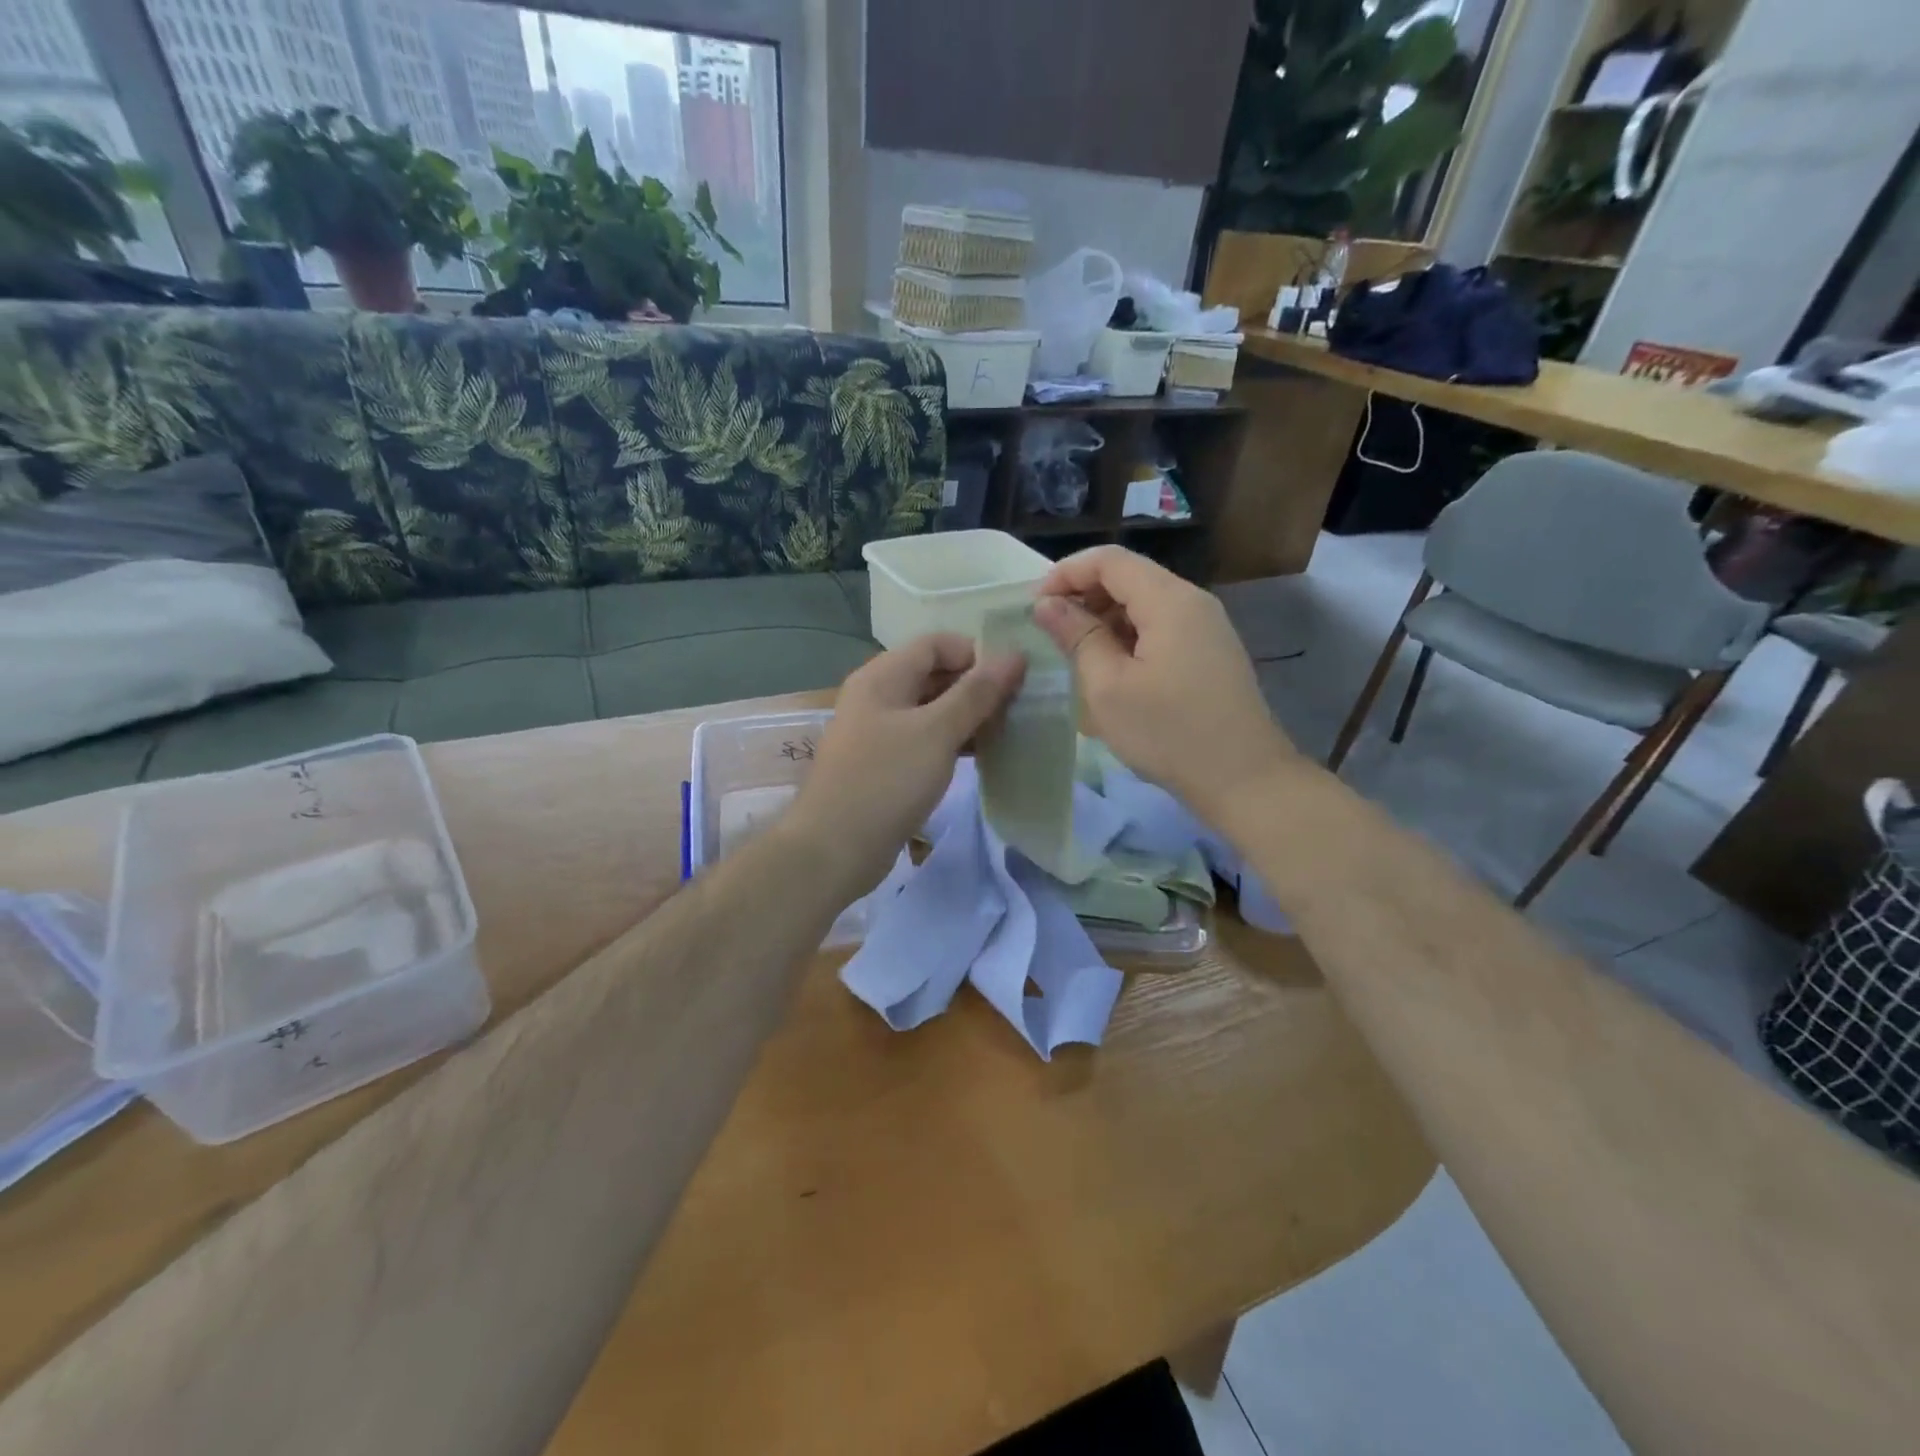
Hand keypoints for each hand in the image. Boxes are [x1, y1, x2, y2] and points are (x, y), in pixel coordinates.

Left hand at [793, 634, 1025, 893]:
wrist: (834, 849)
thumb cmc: (886, 781)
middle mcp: (877, 696)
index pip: (937, 643)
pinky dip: (951, 742)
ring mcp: (878, 732)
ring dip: (967, 717)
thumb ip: (977, 693)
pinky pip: (923, 739)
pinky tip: (978, 757)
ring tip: (1005, 733)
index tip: (1012, 681)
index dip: (976, 654)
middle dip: (975, 687)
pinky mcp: (884, 764)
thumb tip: (1015, 654)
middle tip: (1015, 710)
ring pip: (931, 709)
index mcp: (883, 676)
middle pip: (934, 674)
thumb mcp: (937, 732)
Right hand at [1033, 546, 1296, 824]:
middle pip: (1129, 577)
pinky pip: (1161, 628)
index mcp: (1169, 600)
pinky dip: (1128, 637)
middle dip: (1083, 595)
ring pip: (1144, 604)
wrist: (1244, 779)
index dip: (1066, 573)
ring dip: (1104, 619)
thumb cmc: (1168, 733)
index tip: (1034, 605)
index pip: (1110, 560)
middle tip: (1049, 630)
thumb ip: (1077, 637)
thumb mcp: (1108, 687)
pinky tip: (1110, 670)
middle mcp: (1192, 601)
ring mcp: (1206, 628)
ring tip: (1073, 653)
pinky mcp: (1209, 653)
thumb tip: (1048, 604)